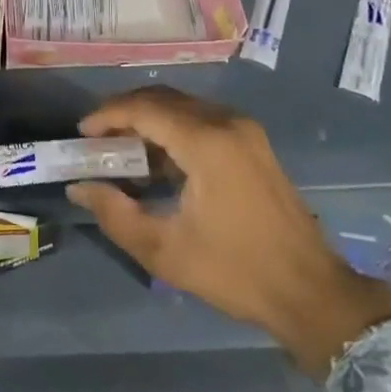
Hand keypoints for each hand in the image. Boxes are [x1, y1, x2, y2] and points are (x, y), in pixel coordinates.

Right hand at [67, 87, 390, 376]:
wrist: (310, 292)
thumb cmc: (235, 271)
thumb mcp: (164, 250)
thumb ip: (114, 213)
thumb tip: (79, 188)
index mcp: (206, 142)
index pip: (144, 108)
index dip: (108, 115)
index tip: (81, 134)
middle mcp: (227, 123)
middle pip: (163, 99)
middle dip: (125, 113)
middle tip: (97, 139)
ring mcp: (245, 131)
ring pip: (183, 107)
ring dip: (149, 120)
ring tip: (121, 151)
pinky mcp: (254, 144)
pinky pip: (202, 120)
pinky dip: (173, 130)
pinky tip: (158, 162)